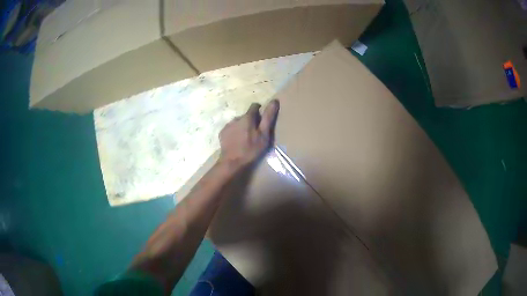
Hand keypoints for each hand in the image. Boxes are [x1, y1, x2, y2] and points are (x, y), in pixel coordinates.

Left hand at [219, 100, 279, 170]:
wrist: (232, 162)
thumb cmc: (251, 149)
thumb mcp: (264, 134)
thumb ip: (268, 117)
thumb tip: (274, 101)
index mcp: (247, 117)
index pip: (254, 106)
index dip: (259, 111)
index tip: (262, 120)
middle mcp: (236, 118)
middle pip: (246, 116)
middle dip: (250, 121)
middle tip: (255, 133)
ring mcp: (228, 125)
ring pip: (238, 122)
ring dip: (242, 127)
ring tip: (245, 139)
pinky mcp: (222, 133)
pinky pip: (231, 129)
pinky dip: (234, 132)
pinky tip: (237, 142)